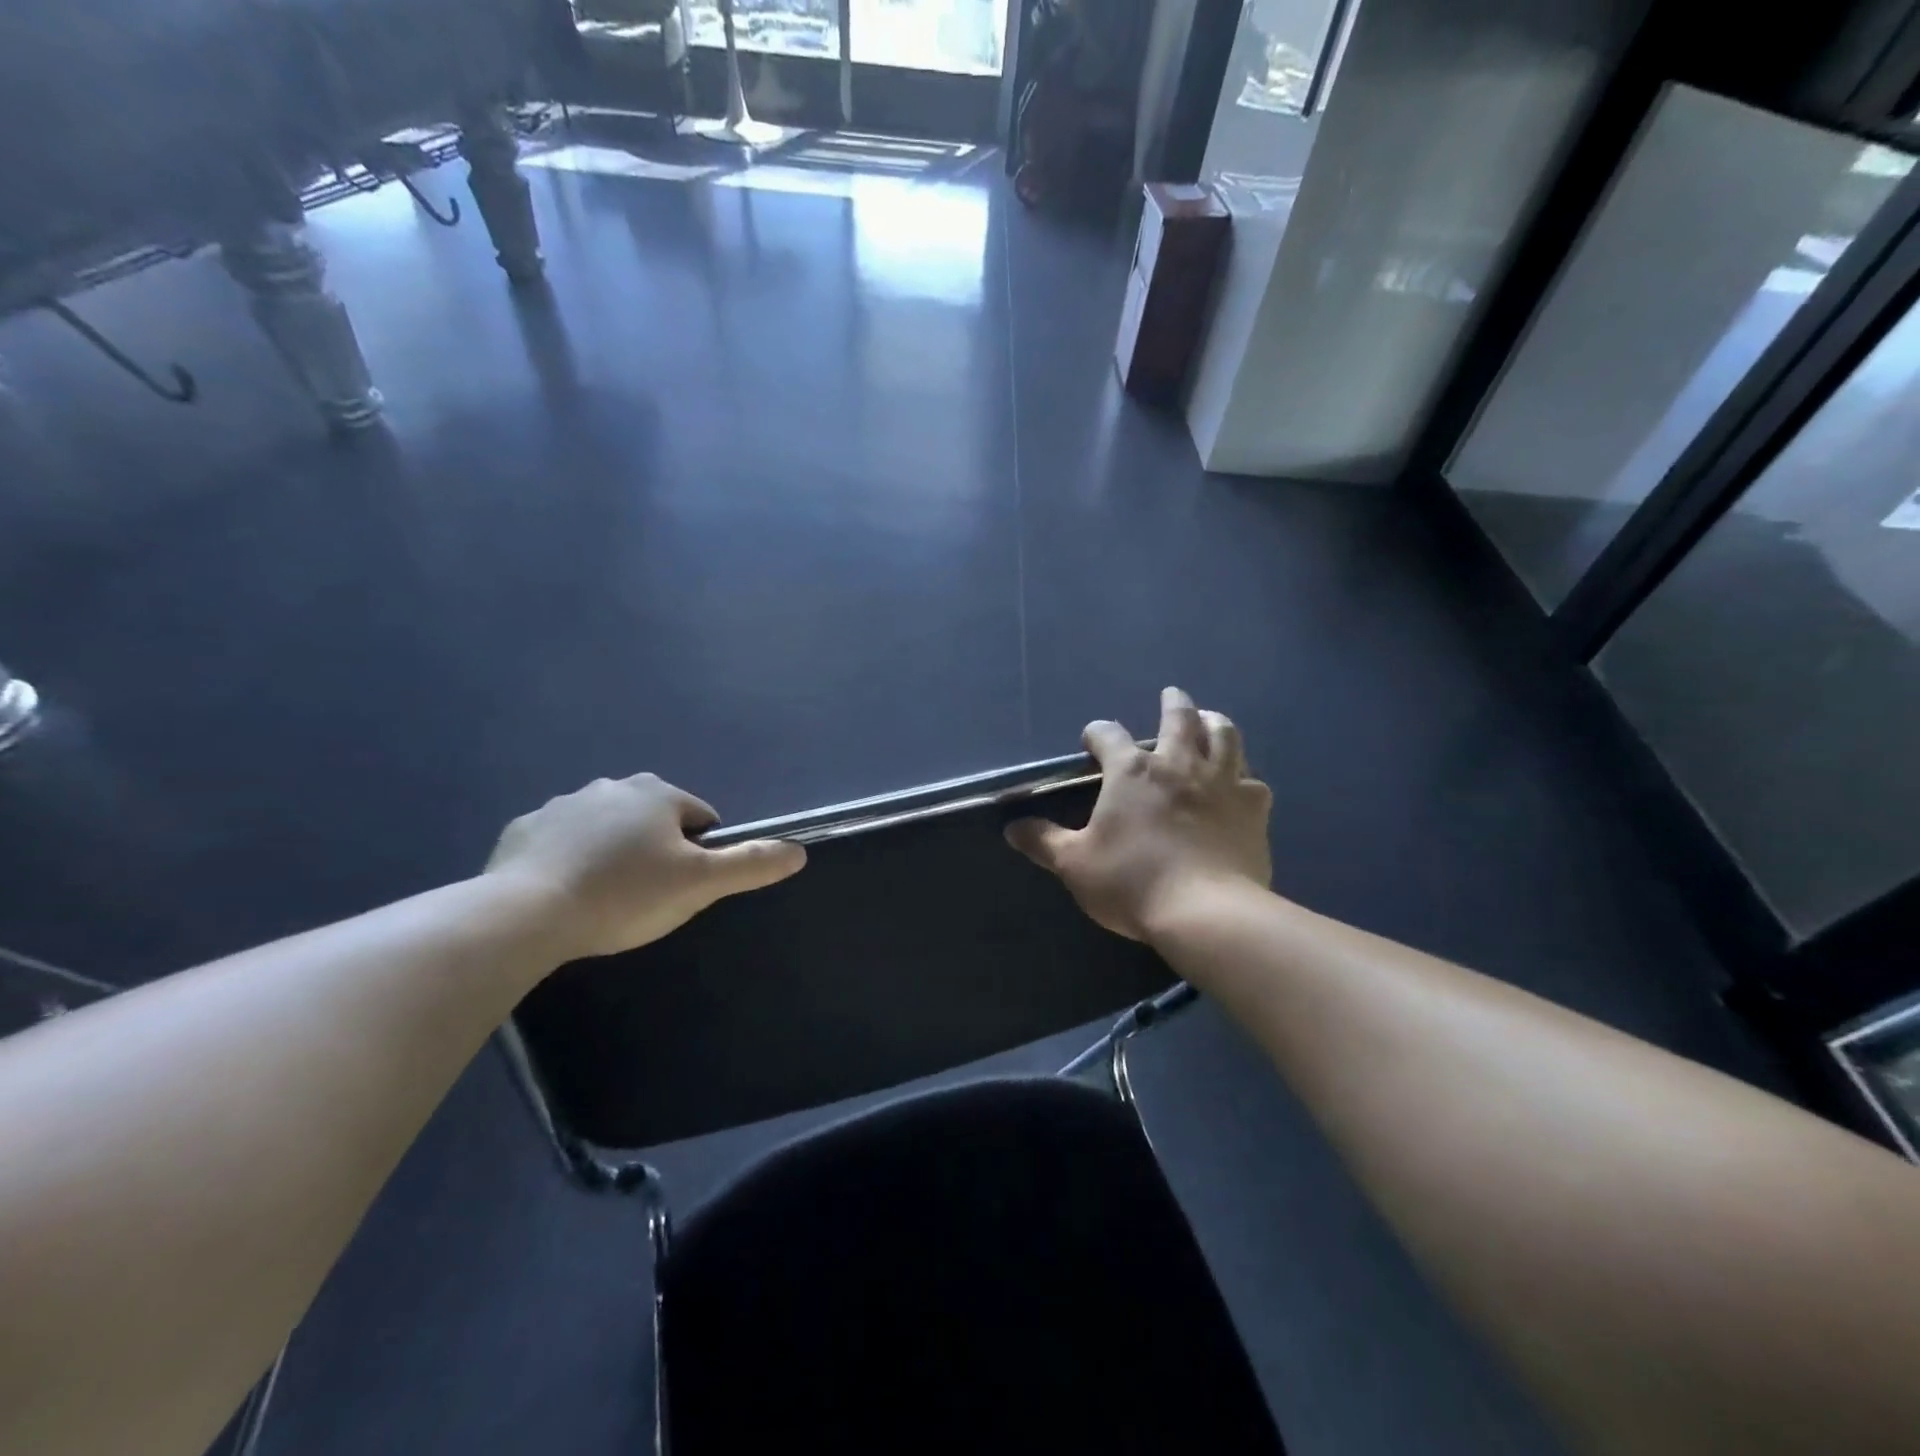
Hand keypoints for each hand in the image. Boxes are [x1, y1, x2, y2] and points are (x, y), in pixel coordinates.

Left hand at [485, 774, 805, 960]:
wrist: (525, 914)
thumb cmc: (624, 894)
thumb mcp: (699, 884)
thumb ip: (751, 864)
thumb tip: (799, 851)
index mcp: (657, 793)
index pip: (702, 818)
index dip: (702, 854)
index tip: (685, 887)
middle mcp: (612, 786)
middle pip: (654, 820)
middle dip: (657, 851)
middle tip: (648, 896)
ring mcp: (562, 806)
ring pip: (608, 829)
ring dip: (614, 854)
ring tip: (606, 899)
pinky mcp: (524, 830)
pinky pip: (562, 843)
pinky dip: (571, 861)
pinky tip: (566, 895)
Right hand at [1006, 688, 1271, 941]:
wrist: (1206, 913)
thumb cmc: (1132, 882)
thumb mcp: (1075, 865)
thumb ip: (1043, 842)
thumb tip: (1012, 828)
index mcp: (1132, 772)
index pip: (1108, 735)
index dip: (1097, 734)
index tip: (1091, 741)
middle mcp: (1178, 764)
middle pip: (1179, 718)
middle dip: (1173, 703)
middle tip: (1171, 695)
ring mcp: (1221, 783)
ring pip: (1225, 736)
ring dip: (1215, 723)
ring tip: (1210, 721)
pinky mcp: (1253, 809)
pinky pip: (1253, 782)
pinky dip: (1244, 778)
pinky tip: (1241, 786)